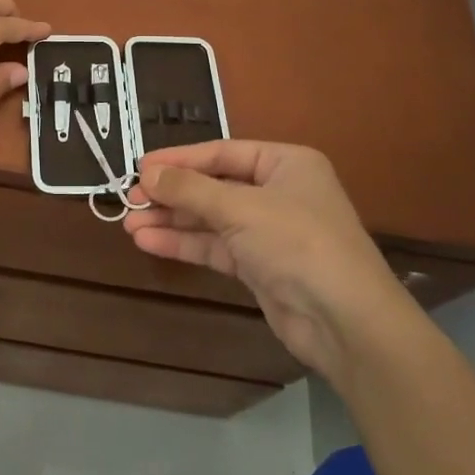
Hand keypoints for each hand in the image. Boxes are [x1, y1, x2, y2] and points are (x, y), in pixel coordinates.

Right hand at [125, 141, 408, 373]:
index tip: (140, 166)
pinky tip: (149, 242)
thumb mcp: (240, 207)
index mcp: (285, 163)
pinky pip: (215, 247)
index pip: (221, 153)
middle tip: (129, 199)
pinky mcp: (260, 267)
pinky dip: (184, 243)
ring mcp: (269, 231)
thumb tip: (146, 173)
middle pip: (213, 186)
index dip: (179, 159)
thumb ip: (190, 189)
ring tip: (128, 223)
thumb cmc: (298, 242)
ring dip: (172, 220)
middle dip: (171, 194)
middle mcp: (278, 192)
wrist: (346, 321)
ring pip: (210, 219)